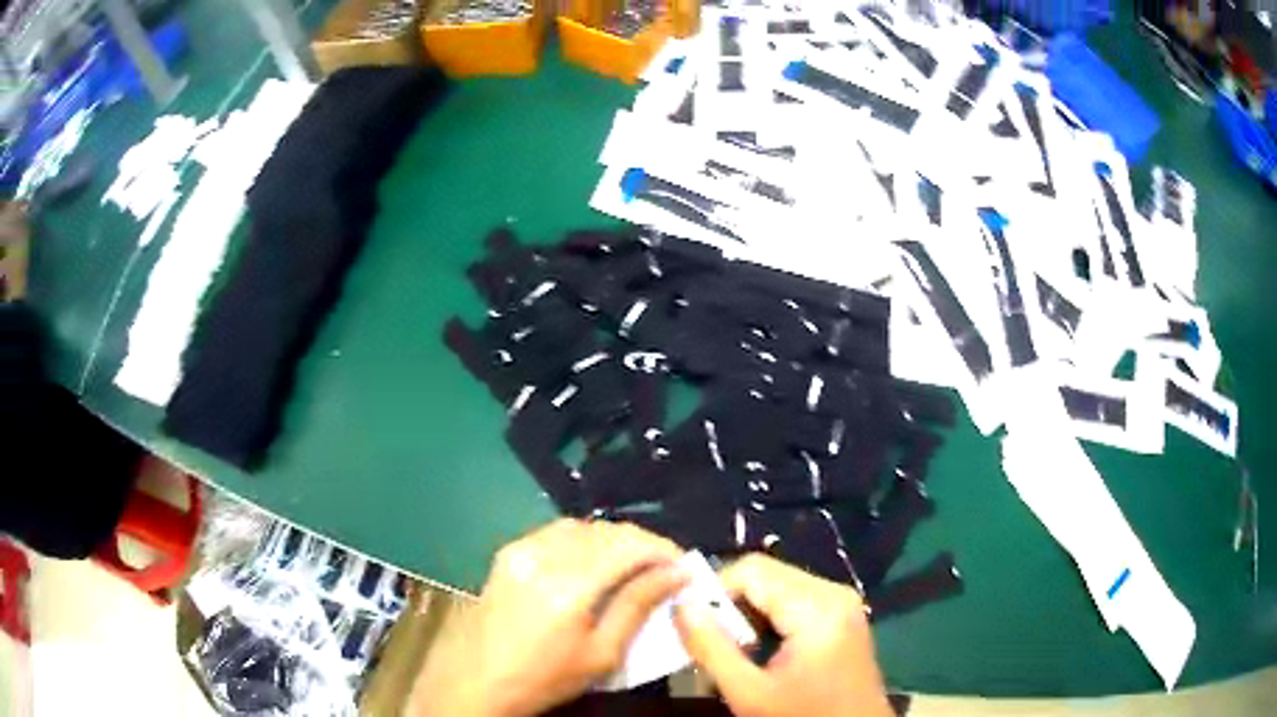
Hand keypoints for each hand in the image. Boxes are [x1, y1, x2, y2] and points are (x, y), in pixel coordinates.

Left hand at [409, 519, 687, 716]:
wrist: (474, 682)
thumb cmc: (543, 678)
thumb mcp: (601, 654)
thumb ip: (638, 606)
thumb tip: (675, 573)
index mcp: (569, 584)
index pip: (629, 545)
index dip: (663, 549)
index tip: (684, 566)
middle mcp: (543, 555)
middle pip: (606, 531)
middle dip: (642, 544)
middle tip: (664, 569)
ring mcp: (520, 550)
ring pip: (582, 527)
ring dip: (612, 541)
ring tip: (632, 566)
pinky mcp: (507, 554)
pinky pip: (555, 533)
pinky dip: (583, 541)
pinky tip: (592, 564)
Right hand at [675, 554, 892, 716]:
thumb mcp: (748, 692)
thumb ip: (711, 647)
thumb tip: (681, 604)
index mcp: (817, 608)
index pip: (752, 570)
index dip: (714, 590)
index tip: (692, 624)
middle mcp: (834, 592)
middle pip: (767, 573)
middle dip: (731, 602)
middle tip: (713, 641)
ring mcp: (843, 601)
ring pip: (779, 584)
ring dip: (749, 610)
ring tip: (735, 649)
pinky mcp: (844, 613)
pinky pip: (796, 597)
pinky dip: (770, 615)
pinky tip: (762, 648)